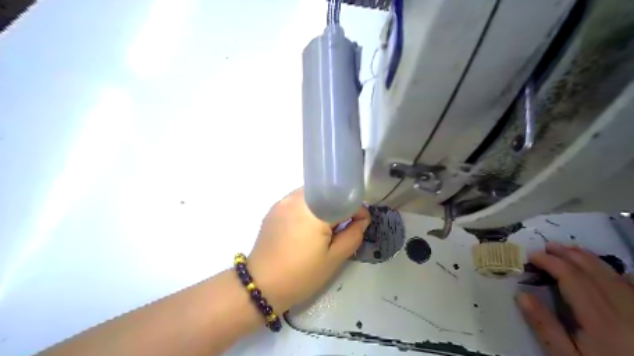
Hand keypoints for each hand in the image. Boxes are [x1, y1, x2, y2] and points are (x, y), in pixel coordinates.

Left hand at [244, 188, 369, 312]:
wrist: (261, 285)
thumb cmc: (301, 275)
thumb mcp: (334, 259)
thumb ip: (353, 235)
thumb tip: (362, 220)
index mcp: (314, 210)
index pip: (343, 199)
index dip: (358, 210)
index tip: (362, 223)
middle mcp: (297, 198)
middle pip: (327, 194)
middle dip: (340, 207)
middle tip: (343, 228)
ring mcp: (283, 202)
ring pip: (313, 196)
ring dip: (324, 207)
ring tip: (325, 229)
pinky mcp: (274, 208)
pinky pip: (298, 201)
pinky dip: (309, 209)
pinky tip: (307, 228)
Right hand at [517, 242, 633, 355]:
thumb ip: (545, 327)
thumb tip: (521, 296)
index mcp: (599, 318)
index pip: (571, 278)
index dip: (551, 262)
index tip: (532, 256)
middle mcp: (622, 308)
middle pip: (593, 272)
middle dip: (568, 255)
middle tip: (548, 246)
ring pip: (613, 276)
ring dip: (589, 259)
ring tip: (571, 249)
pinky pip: (633, 287)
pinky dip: (618, 274)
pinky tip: (610, 270)